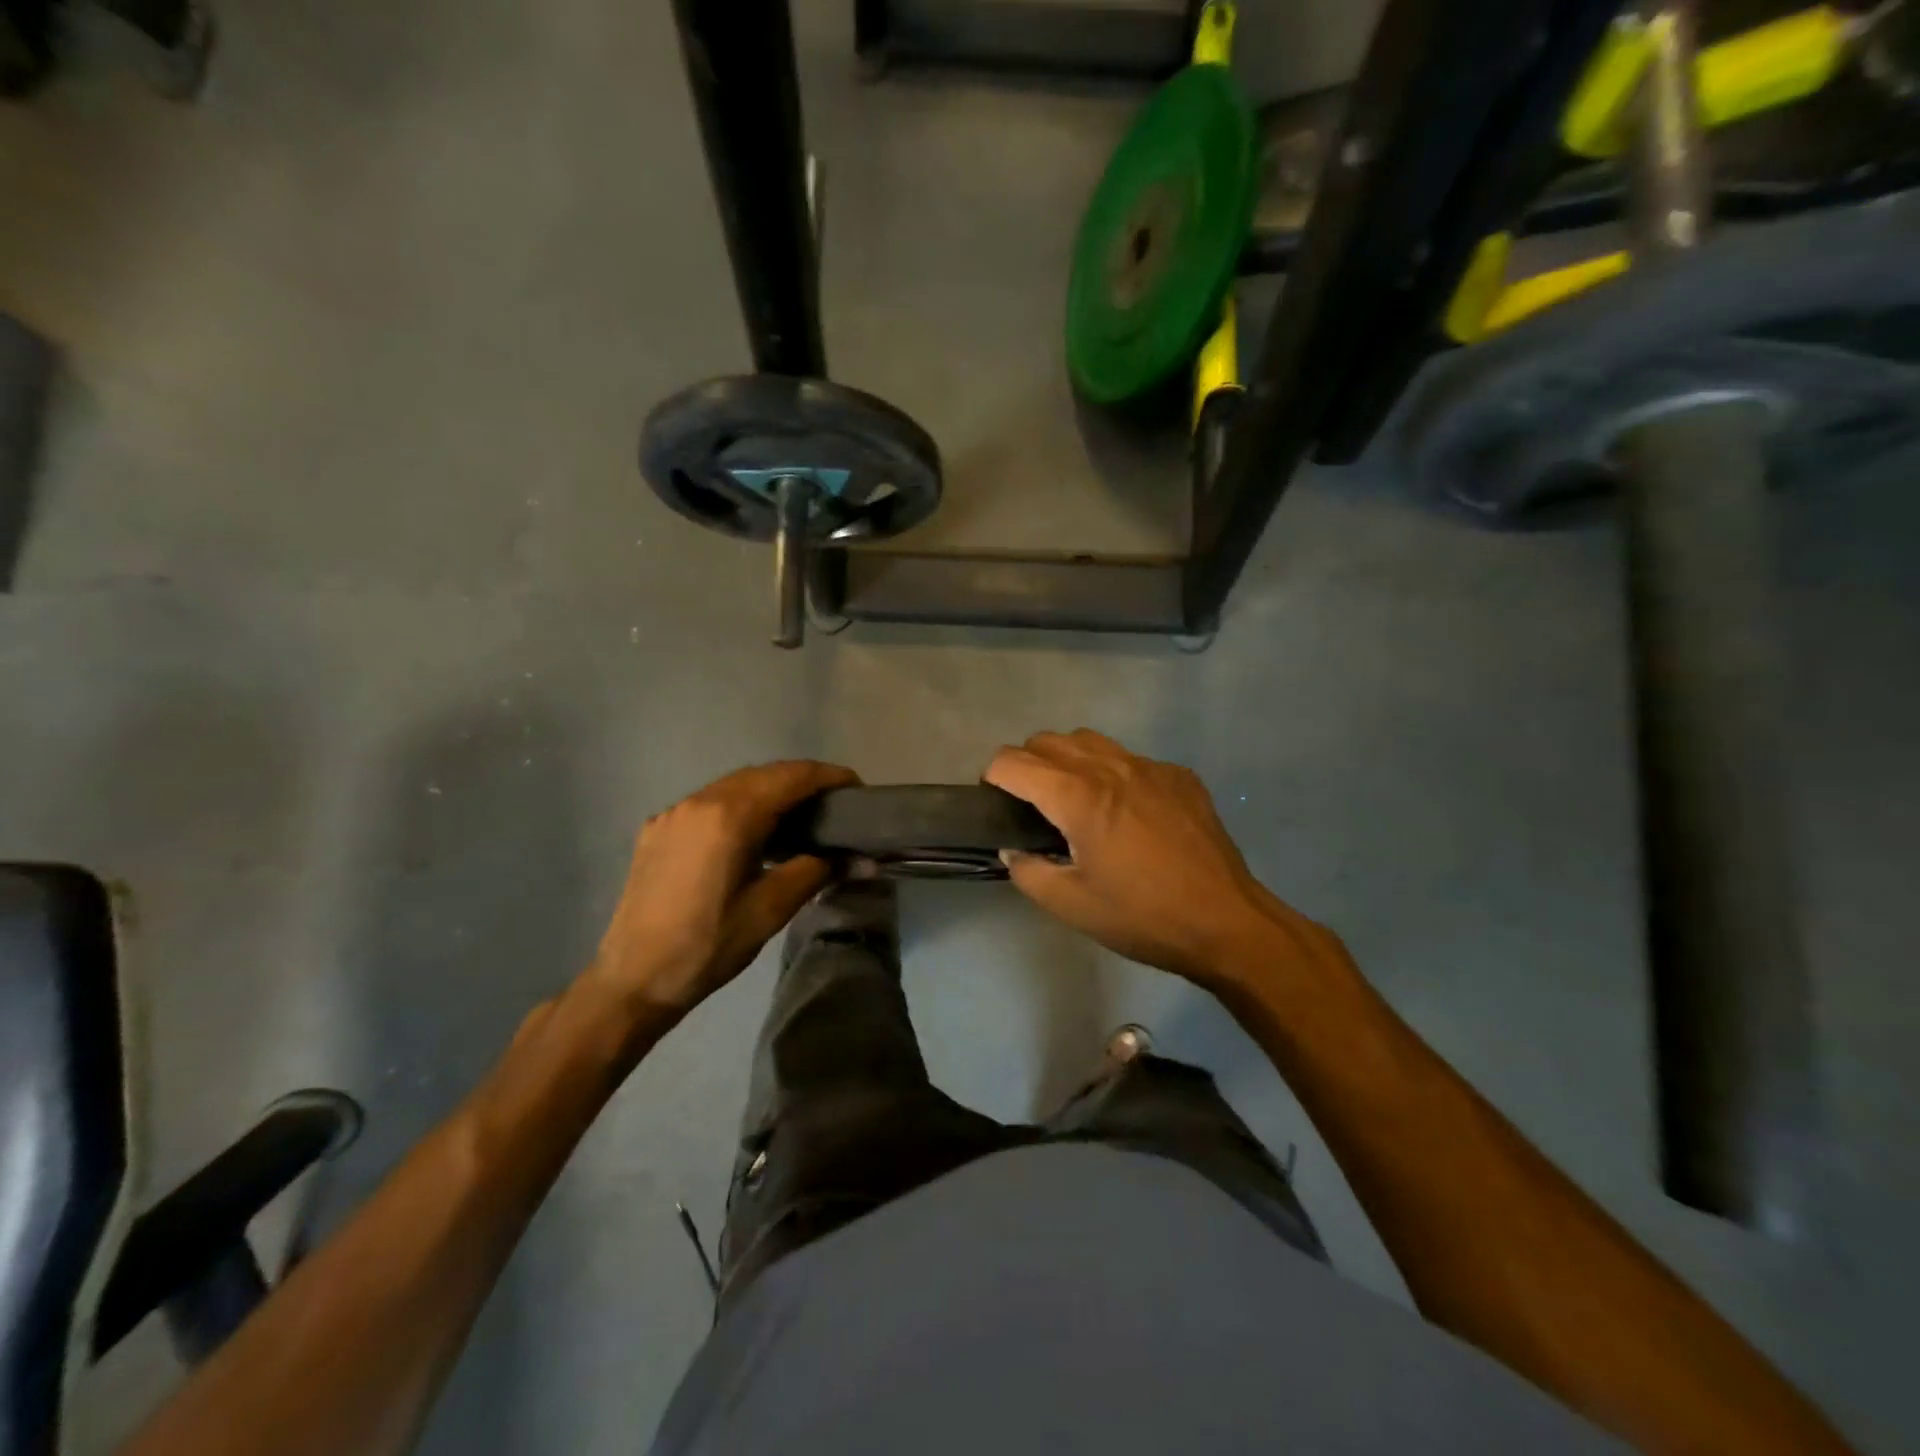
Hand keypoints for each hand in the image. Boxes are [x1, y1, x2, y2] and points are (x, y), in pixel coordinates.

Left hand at [585, 760, 857, 1018]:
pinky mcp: (658, 829)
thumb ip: (817, 871)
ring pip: (734, 785)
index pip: (791, 777)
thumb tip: (861, 860)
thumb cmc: (708, 946)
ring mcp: (674, 813)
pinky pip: (709, 802)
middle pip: (763, 773)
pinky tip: (752, 835)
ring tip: (799, 818)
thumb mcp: (770, 909)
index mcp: (730, 816)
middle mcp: (699, 801)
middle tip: (834, 805)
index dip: (829, 776)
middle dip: (802, 781)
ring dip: (770, 791)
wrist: (632, 980)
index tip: (857, 788)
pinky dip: (741, 805)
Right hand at [986, 730, 1319, 986]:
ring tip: (1073, 801)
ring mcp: (1149, 767)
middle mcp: (1110, 768)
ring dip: (1067, 760)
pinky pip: (1130, 759)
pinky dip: (1111, 773)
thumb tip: (1014, 850)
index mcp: (1078, 796)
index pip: (1013, 762)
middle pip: (1048, 740)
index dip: (993, 778)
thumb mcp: (1071, 906)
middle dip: (1027, 764)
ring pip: (1090, 740)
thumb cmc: (1143, 917)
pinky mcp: (1179, 777)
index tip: (996, 805)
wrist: (1226, 923)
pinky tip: (1125, 813)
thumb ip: (1028, 872)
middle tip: (1030, 806)